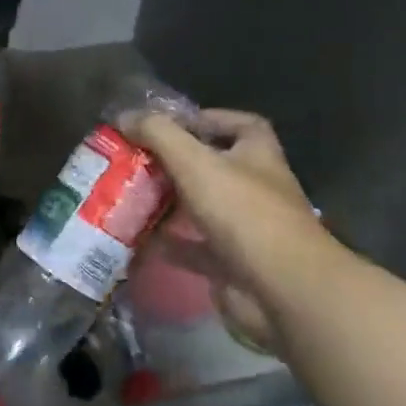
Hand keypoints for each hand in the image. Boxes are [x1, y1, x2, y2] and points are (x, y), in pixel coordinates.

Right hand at [130, 109, 328, 353]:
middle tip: (137, 160)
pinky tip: (140, 239)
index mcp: (258, 156)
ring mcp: (246, 229)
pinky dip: (170, 245)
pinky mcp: (233, 264)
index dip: (209, 119)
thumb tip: (124, 116)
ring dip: (171, 203)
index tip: (171, 124)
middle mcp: (255, 189)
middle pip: (215, 167)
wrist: (281, 289)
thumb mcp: (196, 162)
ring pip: (203, 209)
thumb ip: (159, 135)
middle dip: (177, 163)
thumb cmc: (244, 213)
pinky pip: (196, 249)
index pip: (241, 125)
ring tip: (130, 196)